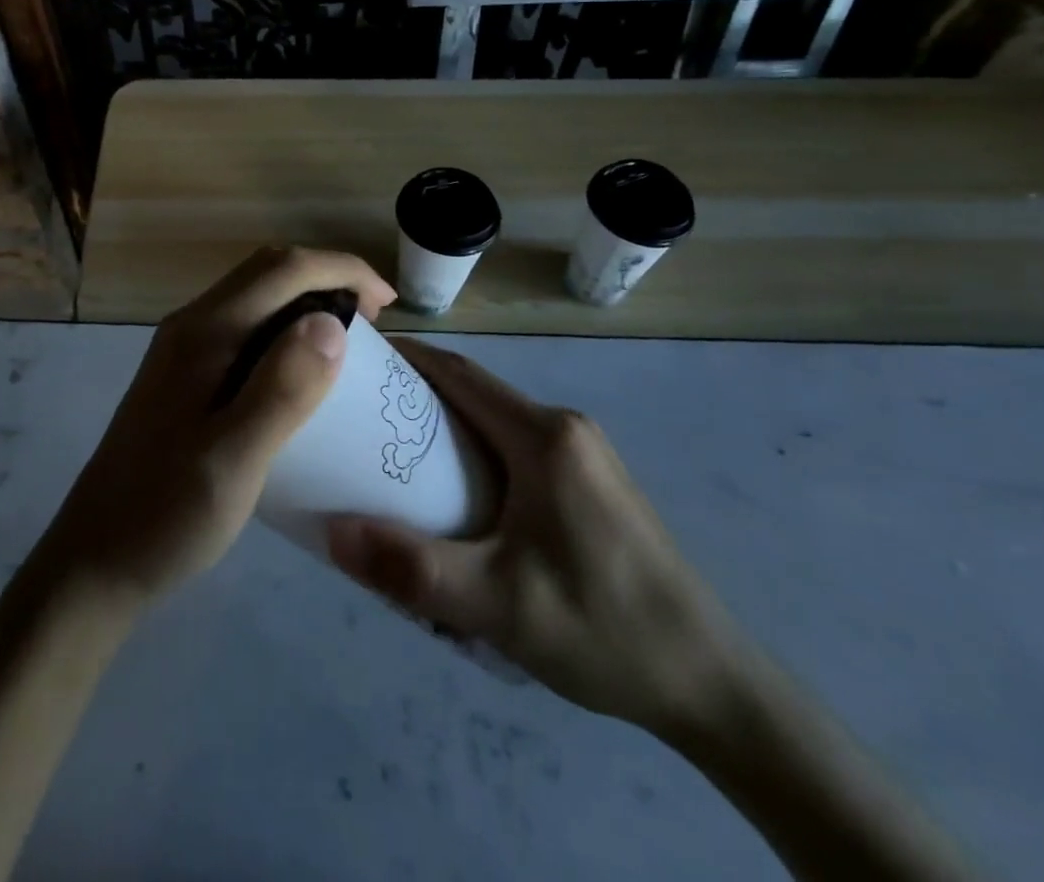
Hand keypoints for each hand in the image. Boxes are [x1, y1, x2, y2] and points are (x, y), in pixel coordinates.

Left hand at [41, 246, 396, 609]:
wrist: (95, 559)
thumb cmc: (167, 515)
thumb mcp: (233, 460)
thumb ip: (281, 389)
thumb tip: (331, 321)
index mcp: (205, 332)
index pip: (284, 269)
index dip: (343, 271)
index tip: (387, 306)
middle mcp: (192, 325)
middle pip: (269, 270)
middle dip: (328, 278)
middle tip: (374, 322)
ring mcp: (184, 348)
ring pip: (256, 295)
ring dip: (307, 300)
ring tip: (348, 342)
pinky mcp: (184, 374)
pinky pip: (246, 325)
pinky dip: (285, 328)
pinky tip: (302, 372)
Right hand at [327, 341, 745, 738]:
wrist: (712, 685)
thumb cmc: (603, 630)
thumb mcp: (497, 606)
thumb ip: (411, 568)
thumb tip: (330, 533)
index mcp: (545, 436)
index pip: (460, 374)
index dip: (407, 359)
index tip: (359, 362)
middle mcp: (566, 429)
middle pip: (476, 395)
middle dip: (417, 398)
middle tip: (362, 423)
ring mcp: (585, 455)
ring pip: (497, 423)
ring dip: (446, 431)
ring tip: (395, 462)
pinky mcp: (592, 483)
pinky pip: (518, 449)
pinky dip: (476, 456)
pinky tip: (456, 501)